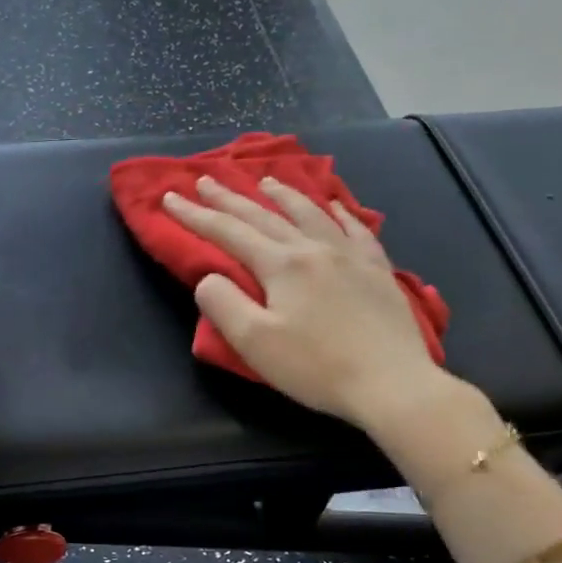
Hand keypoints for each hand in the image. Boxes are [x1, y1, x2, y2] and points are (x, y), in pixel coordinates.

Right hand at [163, 174, 460, 436]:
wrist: (392, 382)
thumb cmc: (316, 367)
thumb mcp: (255, 342)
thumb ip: (223, 304)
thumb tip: (208, 277)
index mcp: (282, 264)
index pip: (228, 232)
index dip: (195, 216)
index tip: (169, 198)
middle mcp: (314, 248)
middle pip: (265, 216)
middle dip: (230, 198)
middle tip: (206, 179)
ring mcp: (350, 256)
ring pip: (310, 213)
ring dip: (283, 194)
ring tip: (265, 181)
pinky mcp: (377, 271)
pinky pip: (355, 229)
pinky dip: (339, 213)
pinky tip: (334, 206)